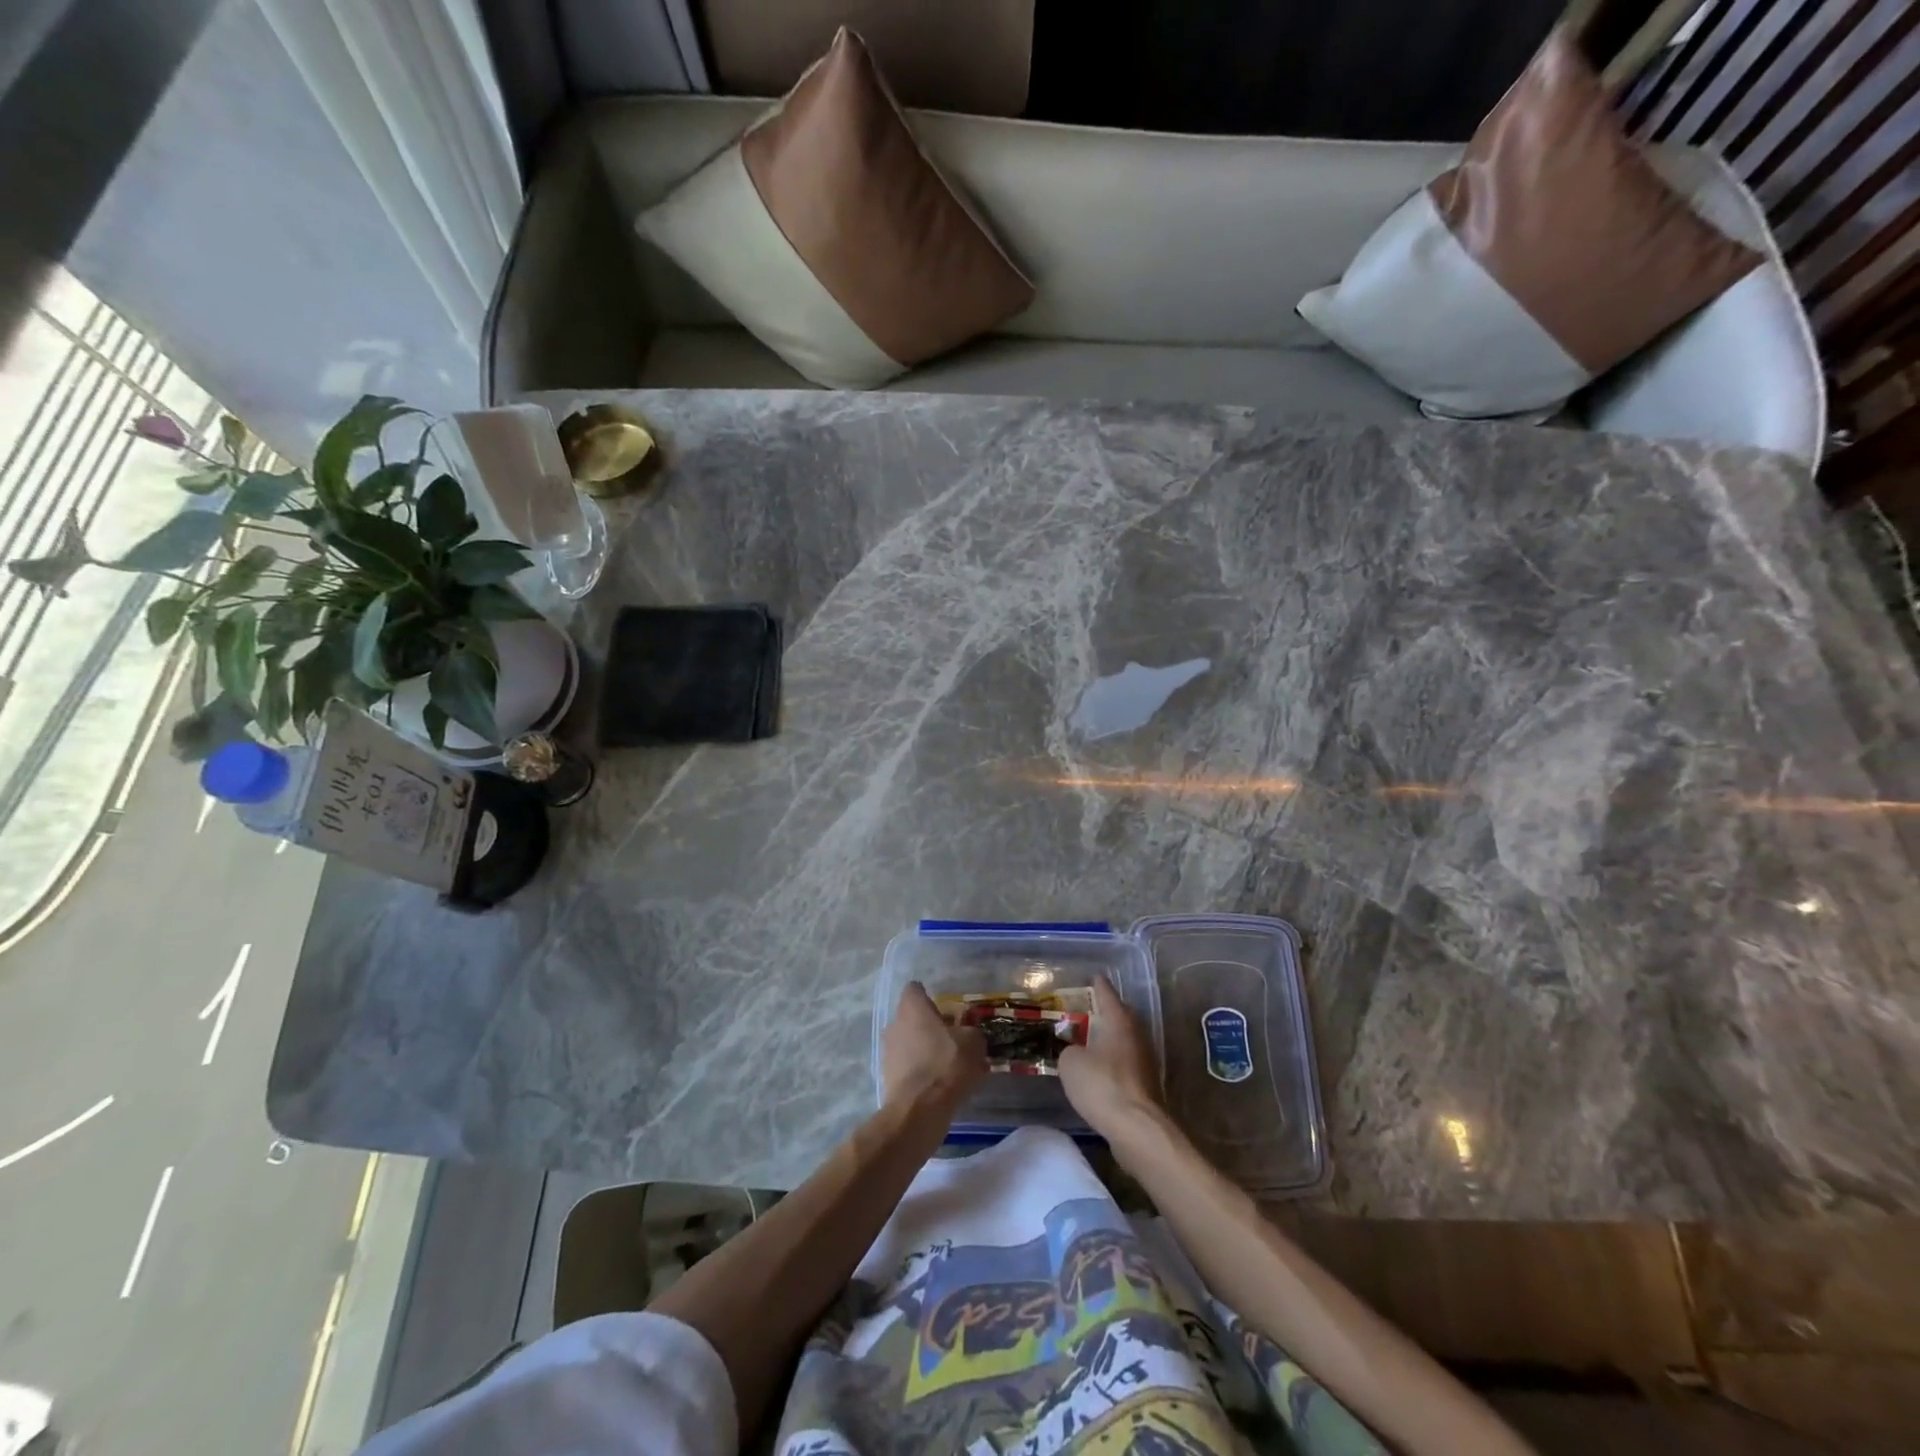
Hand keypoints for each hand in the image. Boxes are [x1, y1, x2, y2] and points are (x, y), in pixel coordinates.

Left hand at [882, 983, 986, 1110]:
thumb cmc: (947, 1064)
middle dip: (928, 1025)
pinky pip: (905, 1065)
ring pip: (907, 1041)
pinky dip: (918, 1070)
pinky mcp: (886, 1076)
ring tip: (946, 1064)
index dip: (930, 997)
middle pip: (911, 1017)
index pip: (915, 989)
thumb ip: (970, 1031)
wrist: (919, 1109)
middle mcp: (895, 1023)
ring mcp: (888, 1051)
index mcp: (912, 1007)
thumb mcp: (973, 1042)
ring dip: (923, 1048)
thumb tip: (967, 1032)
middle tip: (951, 1038)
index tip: (946, 1011)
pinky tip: (936, 1083)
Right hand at [1059, 976, 1162, 1142]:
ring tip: (1089, 1041)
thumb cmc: (1102, 1085)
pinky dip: (1112, 1064)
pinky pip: (1125, 1064)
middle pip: (1121, 1017)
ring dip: (1109, 1040)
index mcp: (1119, 1022)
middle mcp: (1136, 1036)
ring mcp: (1145, 1061)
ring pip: (1124, 1042)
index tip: (1094, 976)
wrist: (1137, 1129)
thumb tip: (1076, 1054)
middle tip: (1088, 1009)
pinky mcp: (1146, 1085)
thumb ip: (1069, 1050)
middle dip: (1106, 1013)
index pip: (1107, 994)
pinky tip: (1098, 1072)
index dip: (1099, 985)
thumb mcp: (1070, 1063)